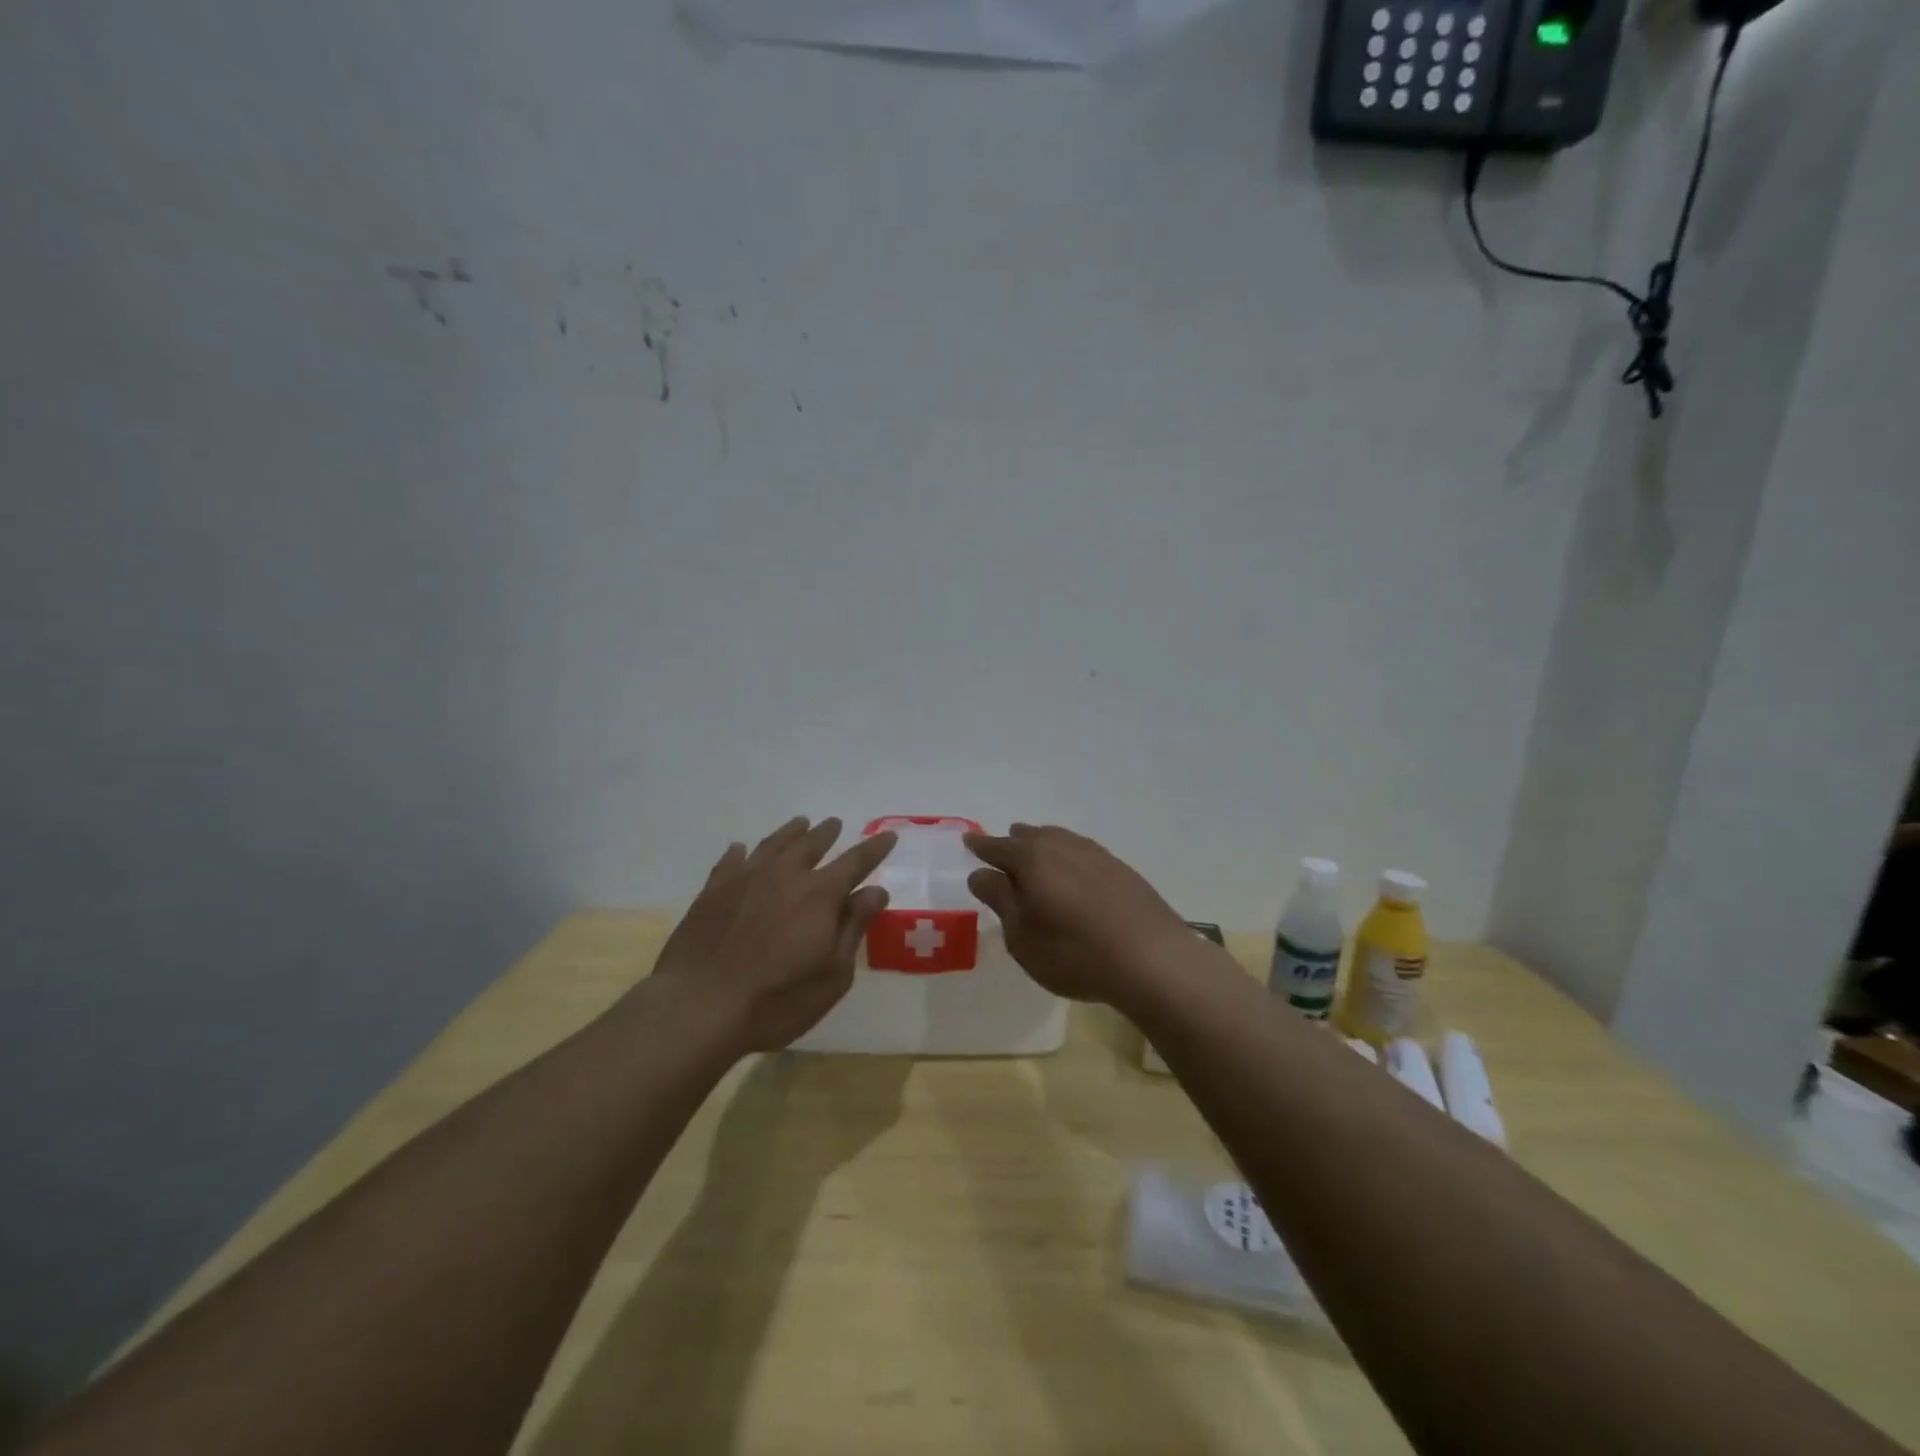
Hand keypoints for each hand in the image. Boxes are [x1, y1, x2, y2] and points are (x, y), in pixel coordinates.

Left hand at [650, 817, 896, 1052]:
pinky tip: (741, 849)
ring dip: (790, 832)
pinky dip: (741, 852)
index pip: (855, 862)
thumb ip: (853, 928)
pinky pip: (732, 860)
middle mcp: (785, 875)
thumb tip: (876, 891)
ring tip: (800, 823)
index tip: (888, 835)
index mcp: (820, 894)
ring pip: (774, 844)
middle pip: (811, 844)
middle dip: (827, 833)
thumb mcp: (832, 975)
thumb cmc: (776, 1000)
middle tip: (834, 823)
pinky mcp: (712, 890)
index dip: (874, 849)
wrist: (698, 1006)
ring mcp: (745, 878)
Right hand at [964, 823, 1194, 1010]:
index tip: (968, 842)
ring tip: (1036, 860)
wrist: (1152, 959)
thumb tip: (981, 873)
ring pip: (1058, 840)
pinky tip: (1072, 875)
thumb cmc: (1074, 953)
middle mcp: (1062, 846)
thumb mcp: (1022, 936)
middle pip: (1029, 836)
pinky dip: (1067, 858)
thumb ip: (1000, 899)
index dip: (980, 846)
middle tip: (1002, 853)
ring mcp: (1095, 854)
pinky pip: (1081, 852)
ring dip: (1041, 846)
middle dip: (1012, 843)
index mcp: (1031, 859)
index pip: (997, 847)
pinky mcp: (1120, 868)